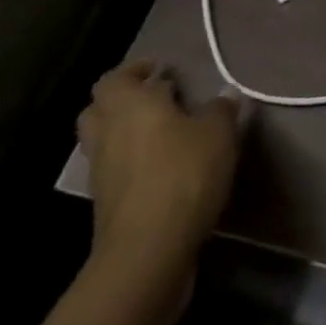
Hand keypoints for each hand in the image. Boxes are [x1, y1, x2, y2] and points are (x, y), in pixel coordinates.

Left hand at [77, 60, 241, 276]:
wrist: (147, 254)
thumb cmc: (182, 175)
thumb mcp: (218, 134)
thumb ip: (221, 109)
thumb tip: (226, 94)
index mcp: (130, 106)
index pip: (114, 79)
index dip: (135, 71)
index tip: (160, 70)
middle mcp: (108, 135)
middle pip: (98, 110)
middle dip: (122, 101)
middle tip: (155, 98)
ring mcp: (102, 176)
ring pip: (104, 144)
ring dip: (125, 135)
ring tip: (163, 134)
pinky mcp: (106, 210)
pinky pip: (114, 175)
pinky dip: (131, 168)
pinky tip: (163, 170)